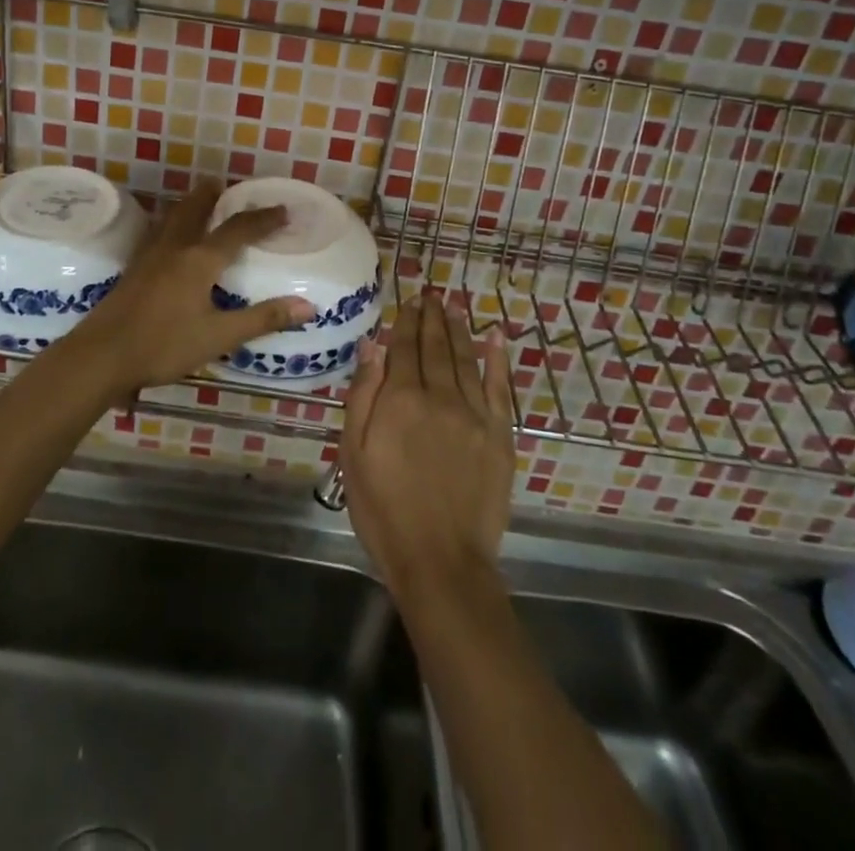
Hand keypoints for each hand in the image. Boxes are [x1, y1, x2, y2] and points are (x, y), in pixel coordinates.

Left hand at [70, 182, 314, 396]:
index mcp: (199, 260)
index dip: (262, 219)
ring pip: (173, 217)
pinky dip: (172, 223)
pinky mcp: (133, 269)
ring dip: (190, 205)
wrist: (101, 355)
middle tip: (228, 186)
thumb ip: (262, 319)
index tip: (282, 210)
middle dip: (214, 195)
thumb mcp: (218, 336)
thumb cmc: (163, 345)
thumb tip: (307, 306)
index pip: (238, 230)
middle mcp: (175, 248)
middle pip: (196, 208)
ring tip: (201, 202)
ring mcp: (149, 256)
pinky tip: (169, 238)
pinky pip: (158, 232)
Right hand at [341, 295, 514, 599]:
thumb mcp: (354, 453)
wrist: (441, 561)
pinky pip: (499, 387)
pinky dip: (498, 359)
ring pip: (466, 359)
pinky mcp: (500, 436)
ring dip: (460, 329)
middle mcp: (439, 396)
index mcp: (400, 399)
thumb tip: (373, 344)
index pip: (404, 348)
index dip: (406, 322)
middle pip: (435, 347)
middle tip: (433, 293)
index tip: (410, 300)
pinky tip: (496, 337)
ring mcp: (474, 415)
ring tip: (455, 305)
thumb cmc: (384, 509)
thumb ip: (363, 395)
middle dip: (432, 317)